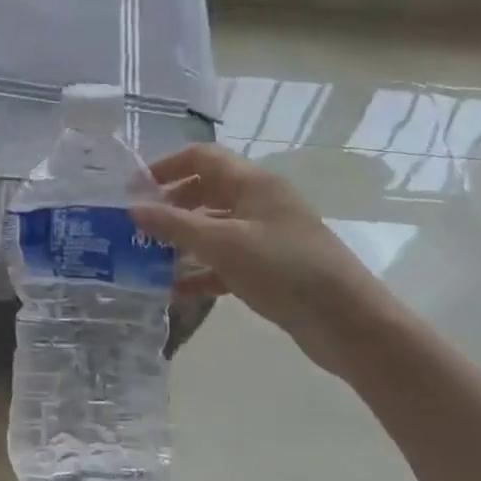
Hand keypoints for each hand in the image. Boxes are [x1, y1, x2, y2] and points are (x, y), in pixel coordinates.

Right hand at [132, 144, 400, 374]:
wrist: (348, 322)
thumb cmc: (284, 268)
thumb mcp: (223, 243)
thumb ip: (175, 225)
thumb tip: (132, 208)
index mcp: (253, 182)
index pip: (202, 157)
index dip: (167, 166)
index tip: (134, 189)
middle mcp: (259, 202)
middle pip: (206, 191)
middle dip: (171, 206)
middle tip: (137, 227)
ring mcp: (266, 236)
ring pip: (214, 228)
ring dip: (183, 241)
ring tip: (148, 259)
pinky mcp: (269, 269)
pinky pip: (226, 261)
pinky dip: (202, 271)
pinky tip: (176, 290)